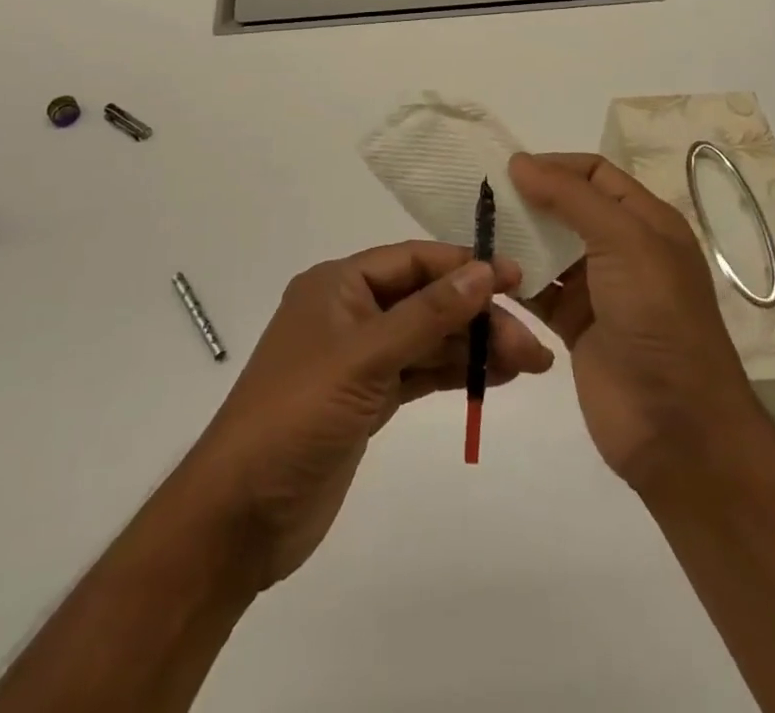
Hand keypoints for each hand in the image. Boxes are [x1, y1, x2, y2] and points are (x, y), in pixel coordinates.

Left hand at [178, 241, 552, 588]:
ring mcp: (358, 358)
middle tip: (533, 345)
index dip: (464, 266)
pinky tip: (496, 379)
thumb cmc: (296, 416)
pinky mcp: (366, 399)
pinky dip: (455, 373)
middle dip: (478, 317)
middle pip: (426, 301)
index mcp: (338, 285)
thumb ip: (426, 316)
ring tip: (531, 363)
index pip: (413, 261)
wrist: (241, 513)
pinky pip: (419, 373)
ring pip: (427, 339)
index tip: (517, 279)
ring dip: (474, 348)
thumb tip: (482, 271)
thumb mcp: (363, 358)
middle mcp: (349, 312)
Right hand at [510, 152, 760, 493]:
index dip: (554, 166)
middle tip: (481, 200)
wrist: (678, 429)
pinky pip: (539, 290)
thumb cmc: (658, 320)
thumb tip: (520, 162)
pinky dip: (514, 280)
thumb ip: (572, 198)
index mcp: (646, 222)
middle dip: (528, 200)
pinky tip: (484, 274)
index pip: (595, 173)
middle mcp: (623, 249)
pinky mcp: (576, 326)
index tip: (508, 172)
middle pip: (568, 208)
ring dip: (516, 239)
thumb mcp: (624, 243)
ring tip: (474, 232)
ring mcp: (598, 289)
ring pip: (549, 248)